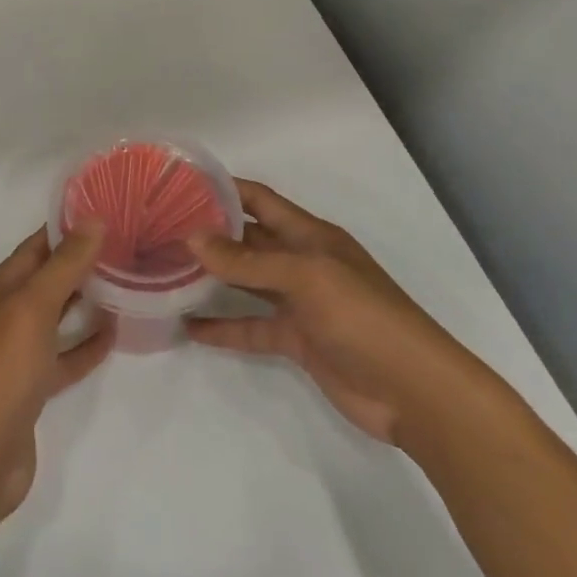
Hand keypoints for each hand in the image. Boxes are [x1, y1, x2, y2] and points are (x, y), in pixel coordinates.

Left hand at [0, 227, 114, 523]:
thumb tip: (93, 220)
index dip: (64, 230)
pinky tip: (112, 335)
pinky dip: (83, 346)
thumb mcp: (30, 309)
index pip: (31, 249)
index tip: (104, 213)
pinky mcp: (28, 391)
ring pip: (53, 319)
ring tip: (123, 283)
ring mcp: (13, 357)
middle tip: (124, 246)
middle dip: (78, 263)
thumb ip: (63, 266)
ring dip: (82, 302)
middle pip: (42, 281)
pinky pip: (60, 357)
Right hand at [185, 180, 477, 447]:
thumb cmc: (364, 318)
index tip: (182, 183)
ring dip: (211, 277)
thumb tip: (192, 238)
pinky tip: (189, 328)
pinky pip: (251, 327)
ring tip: (165, 271)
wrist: (415, 393)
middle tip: (161, 229)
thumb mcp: (306, 278)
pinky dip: (223, 327)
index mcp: (310, 236)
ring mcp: (299, 303)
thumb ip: (248, 261)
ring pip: (245, 282)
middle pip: (248, 240)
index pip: (260, 200)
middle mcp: (301, 262)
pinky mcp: (297, 340)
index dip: (225, 188)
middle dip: (210, 233)